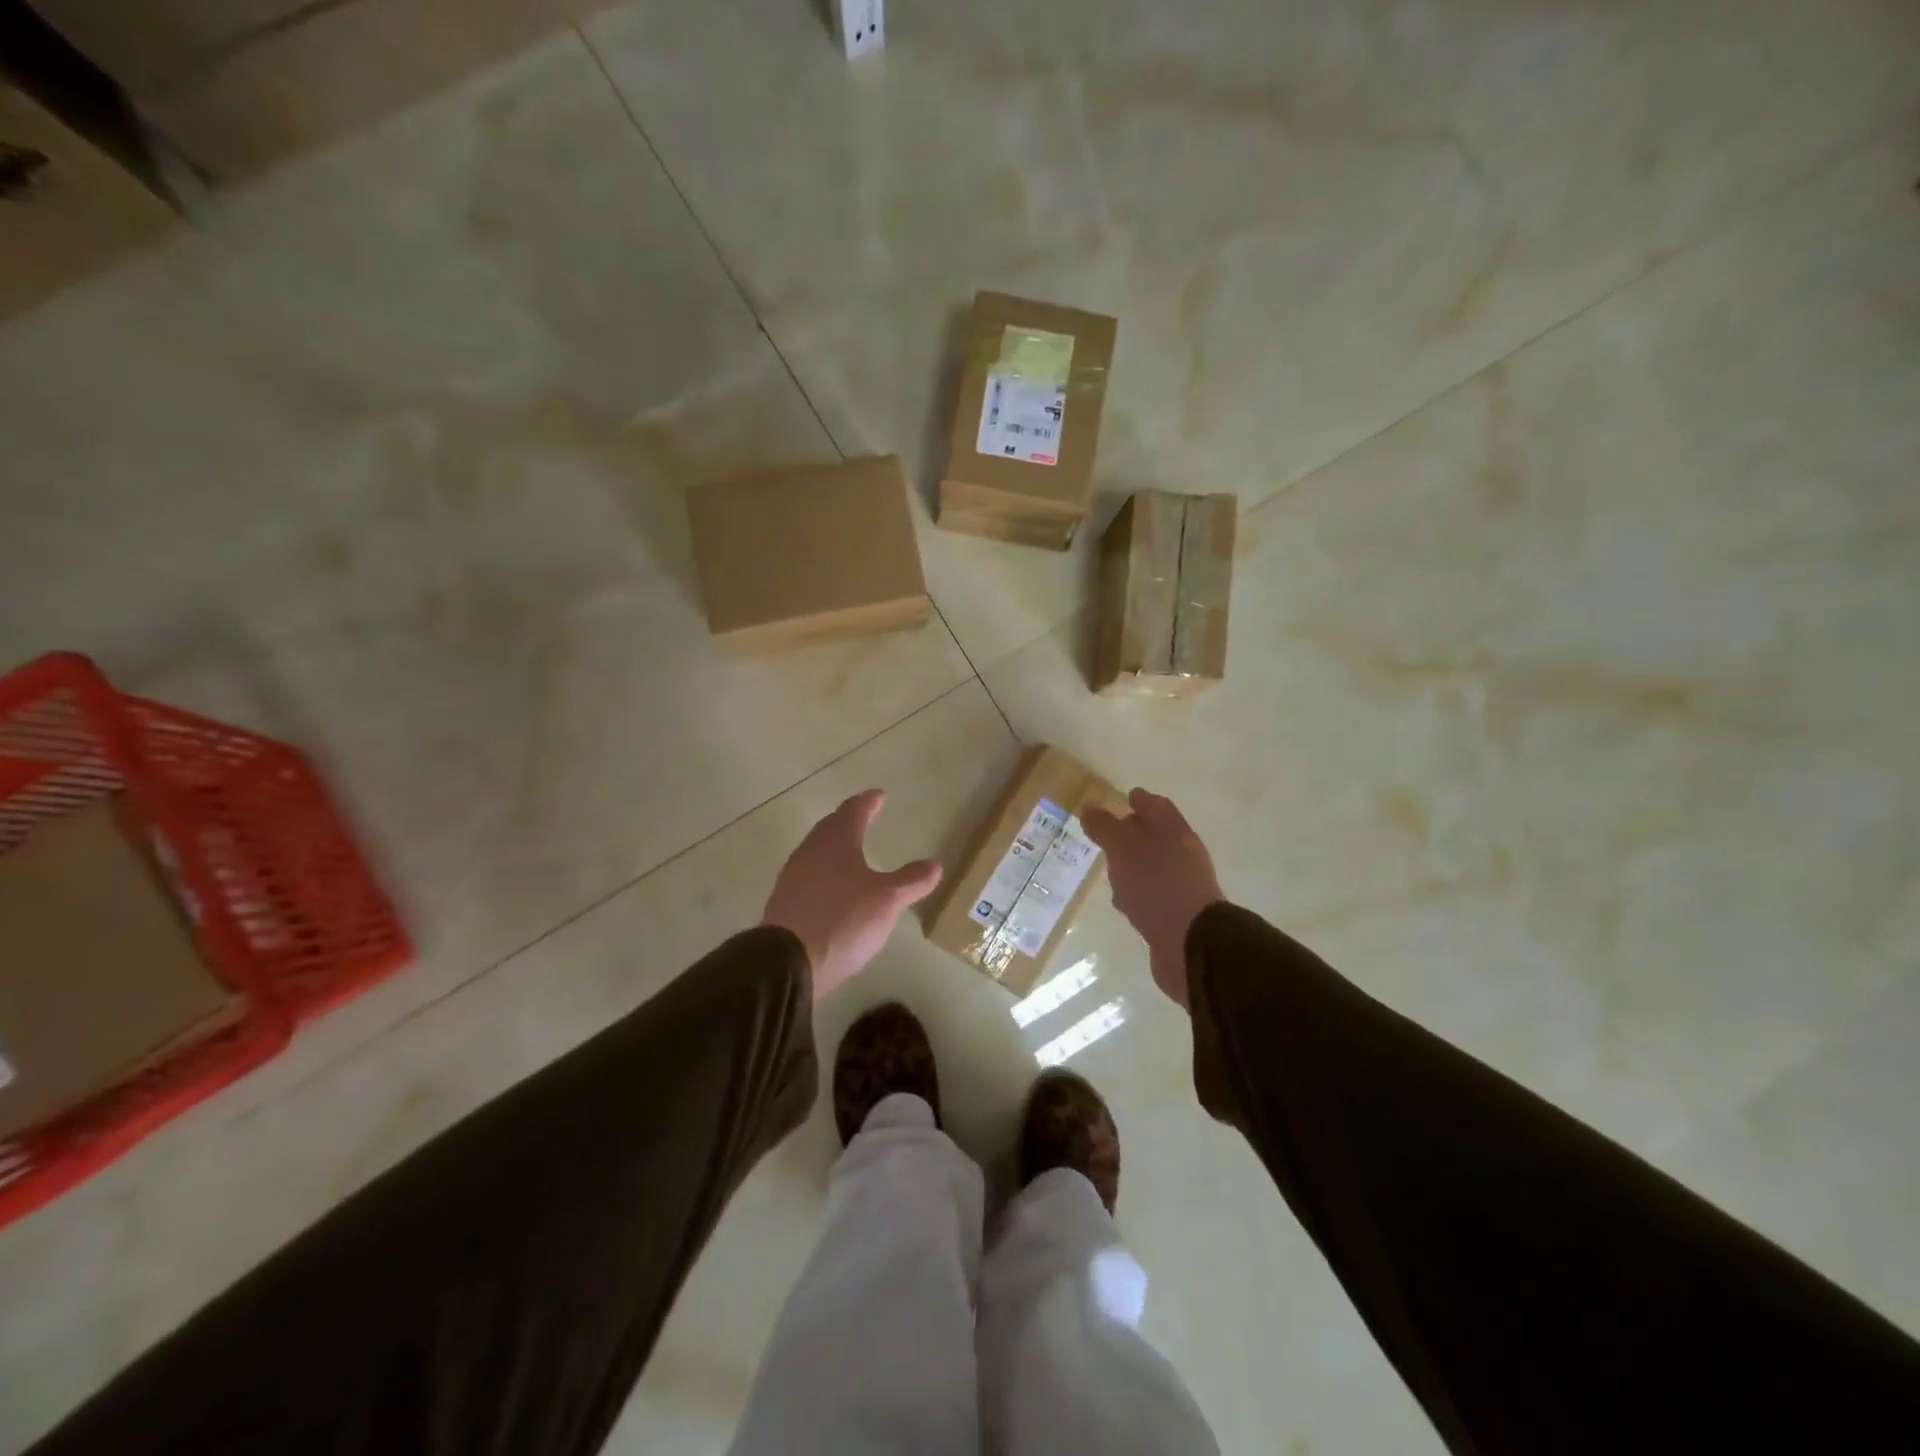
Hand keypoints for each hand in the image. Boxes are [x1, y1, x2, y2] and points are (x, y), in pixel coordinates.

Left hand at [762, 790, 942, 1000]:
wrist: (787, 962)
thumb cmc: (842, 919)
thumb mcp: (886, 900)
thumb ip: (911, 881)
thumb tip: (935, 865)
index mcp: (836, 842)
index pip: (853, 812)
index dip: (867, 802)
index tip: (878, 795)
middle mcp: (810, 852)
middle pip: (830, 828)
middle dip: (847, 820)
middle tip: (862, 816)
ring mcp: (793, 878)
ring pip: (816, 851)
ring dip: (833, 846)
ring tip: (849, 850)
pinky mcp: (785, 903)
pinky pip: (808, 876)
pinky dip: (823, 872)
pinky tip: (831, 887)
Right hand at [1082, 788, 1223, 1008]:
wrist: (1192, 944)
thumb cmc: (1156, 885)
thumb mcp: (1123, 848)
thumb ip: (1105, 827)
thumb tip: (1089, 807)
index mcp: (1174, 831)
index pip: (1156, 806)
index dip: (1140, 800)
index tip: (1124, 797)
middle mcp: (1182, 855)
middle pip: (1157, 836)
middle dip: (1134, 833)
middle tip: (1108, 834)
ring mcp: (1181, 886)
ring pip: (1153, 867)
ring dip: (1133, 866)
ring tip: (1110, 869)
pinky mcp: (1176, 915)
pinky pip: (1152, 896)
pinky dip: (1137, 893)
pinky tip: (1123, 902)